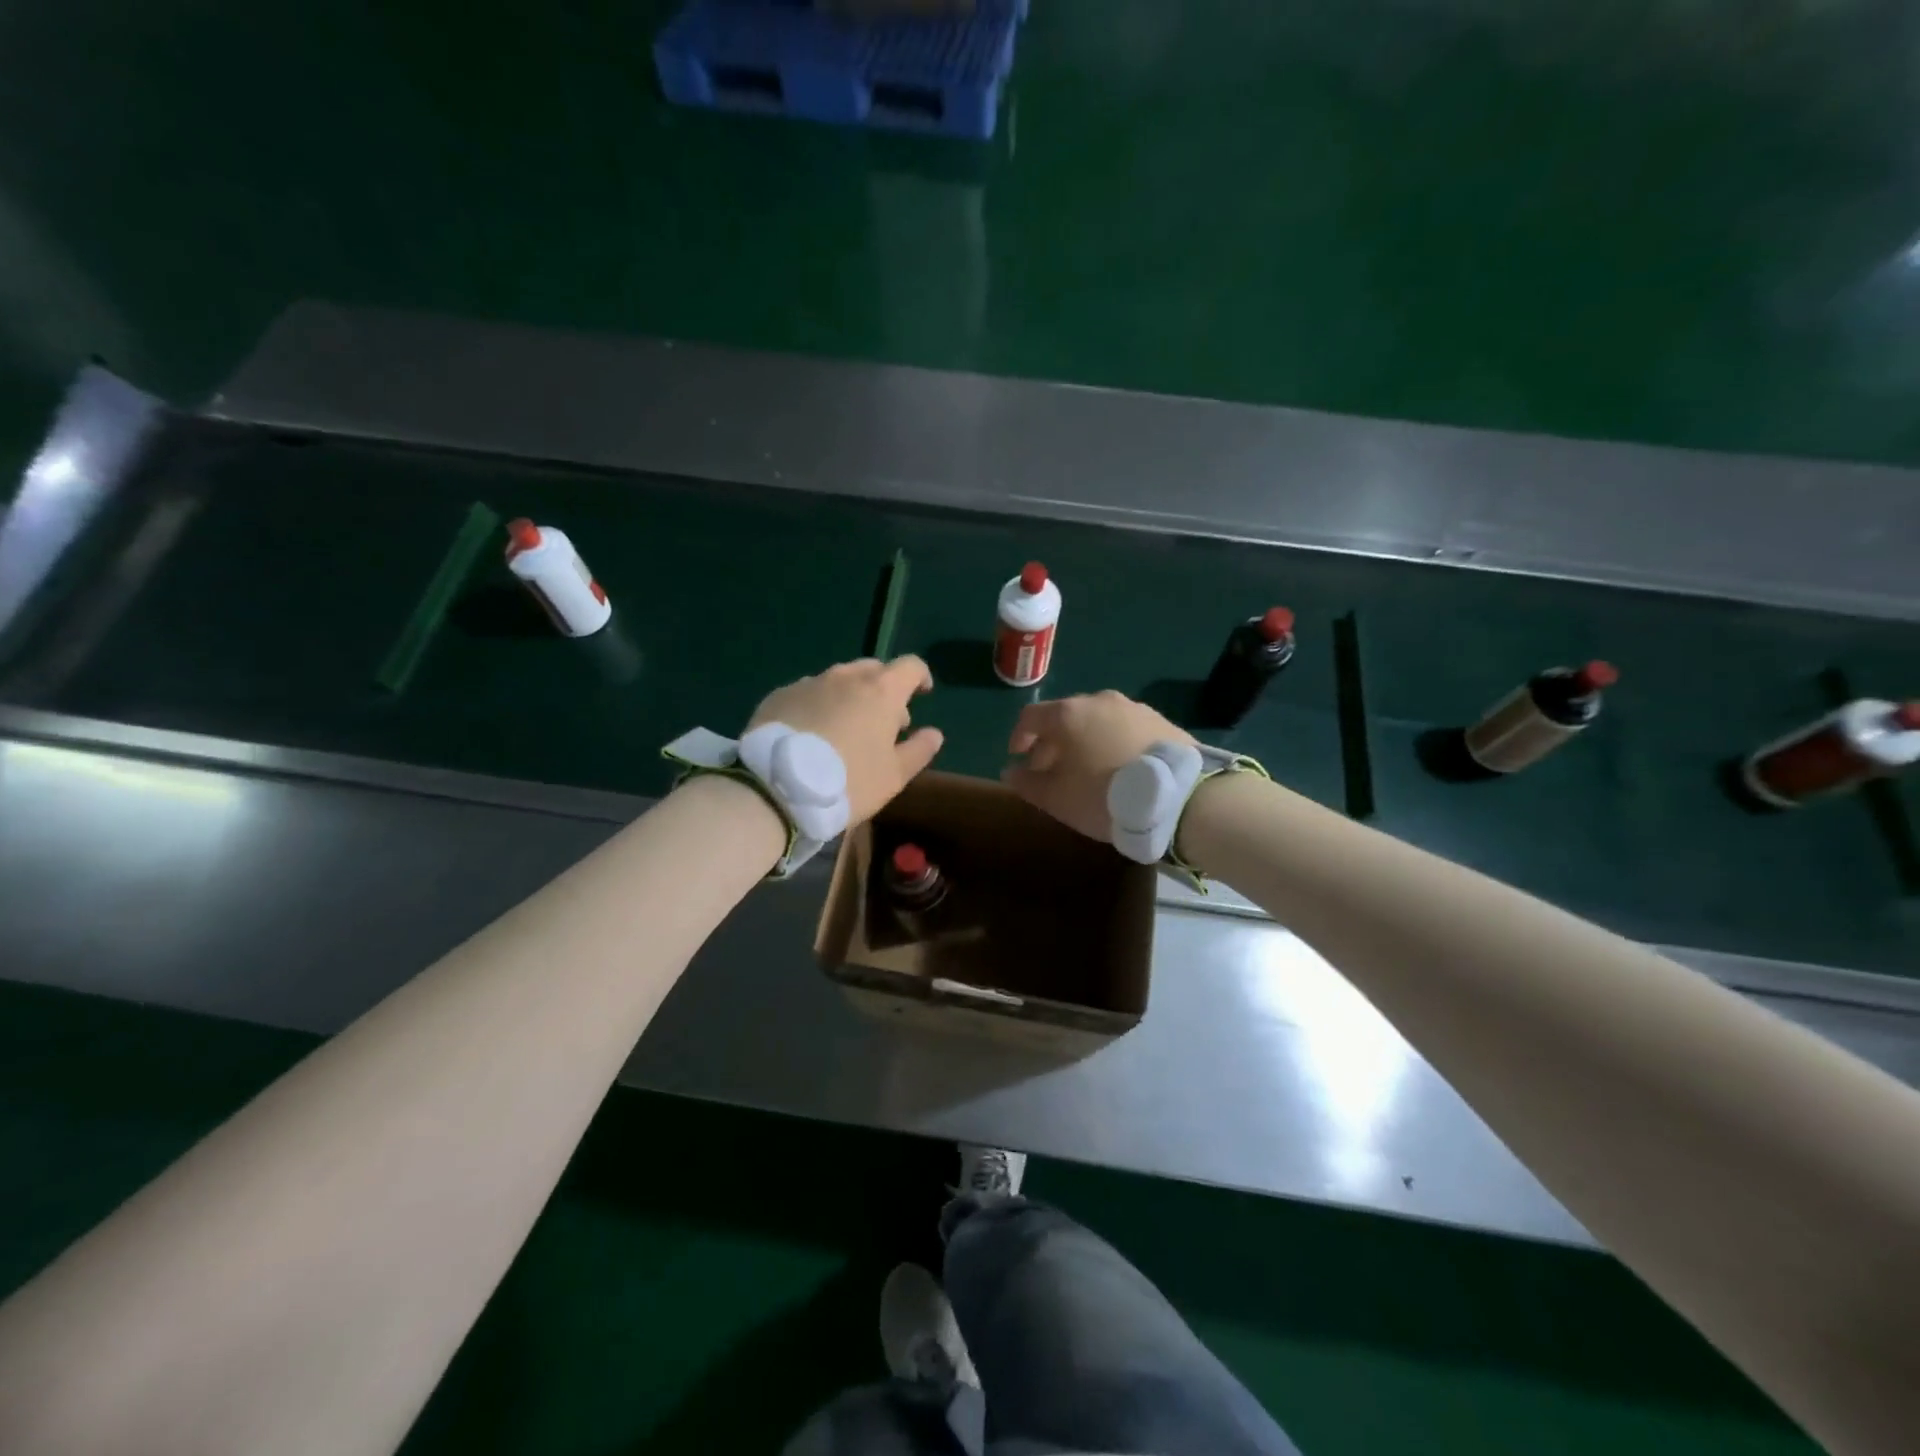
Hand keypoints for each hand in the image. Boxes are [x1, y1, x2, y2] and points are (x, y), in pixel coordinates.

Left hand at [748, 657, 944, 825]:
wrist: (777, 788)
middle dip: (884, 689)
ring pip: (838, 680)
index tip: (922, 694)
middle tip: (883, 721)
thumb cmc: (849, 782)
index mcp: (881, 691)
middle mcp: (845, 677)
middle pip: (873, 669)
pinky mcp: (779, 696)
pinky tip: (811, 733)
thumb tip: (934, 734)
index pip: (910, 666)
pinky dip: (818, 705)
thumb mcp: (894, 776)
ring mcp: (809, 683)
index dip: (920, 677)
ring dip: (849, 696)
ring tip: (844, 728)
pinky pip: (807, 693)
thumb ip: (918, 750)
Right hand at [1001, 691, 1193, 841]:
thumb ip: (1028, 783)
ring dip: (1084, 742)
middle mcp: (1099, 701)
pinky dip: (1112, 743)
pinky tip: (1119, 769)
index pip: (1031, 717)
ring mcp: (1134, 708)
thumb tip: (1011, 772)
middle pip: (1065, 717)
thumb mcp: (1058, 798)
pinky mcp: (1161, 722)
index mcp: (1068, 714)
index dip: (1019, 737)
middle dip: (1052, 743)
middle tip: (1051, 771)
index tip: (1018, 758)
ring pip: (1097, 721)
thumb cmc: (1105, 796)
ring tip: (1087, 771)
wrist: (1179, 797)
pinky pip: (1124, 729)